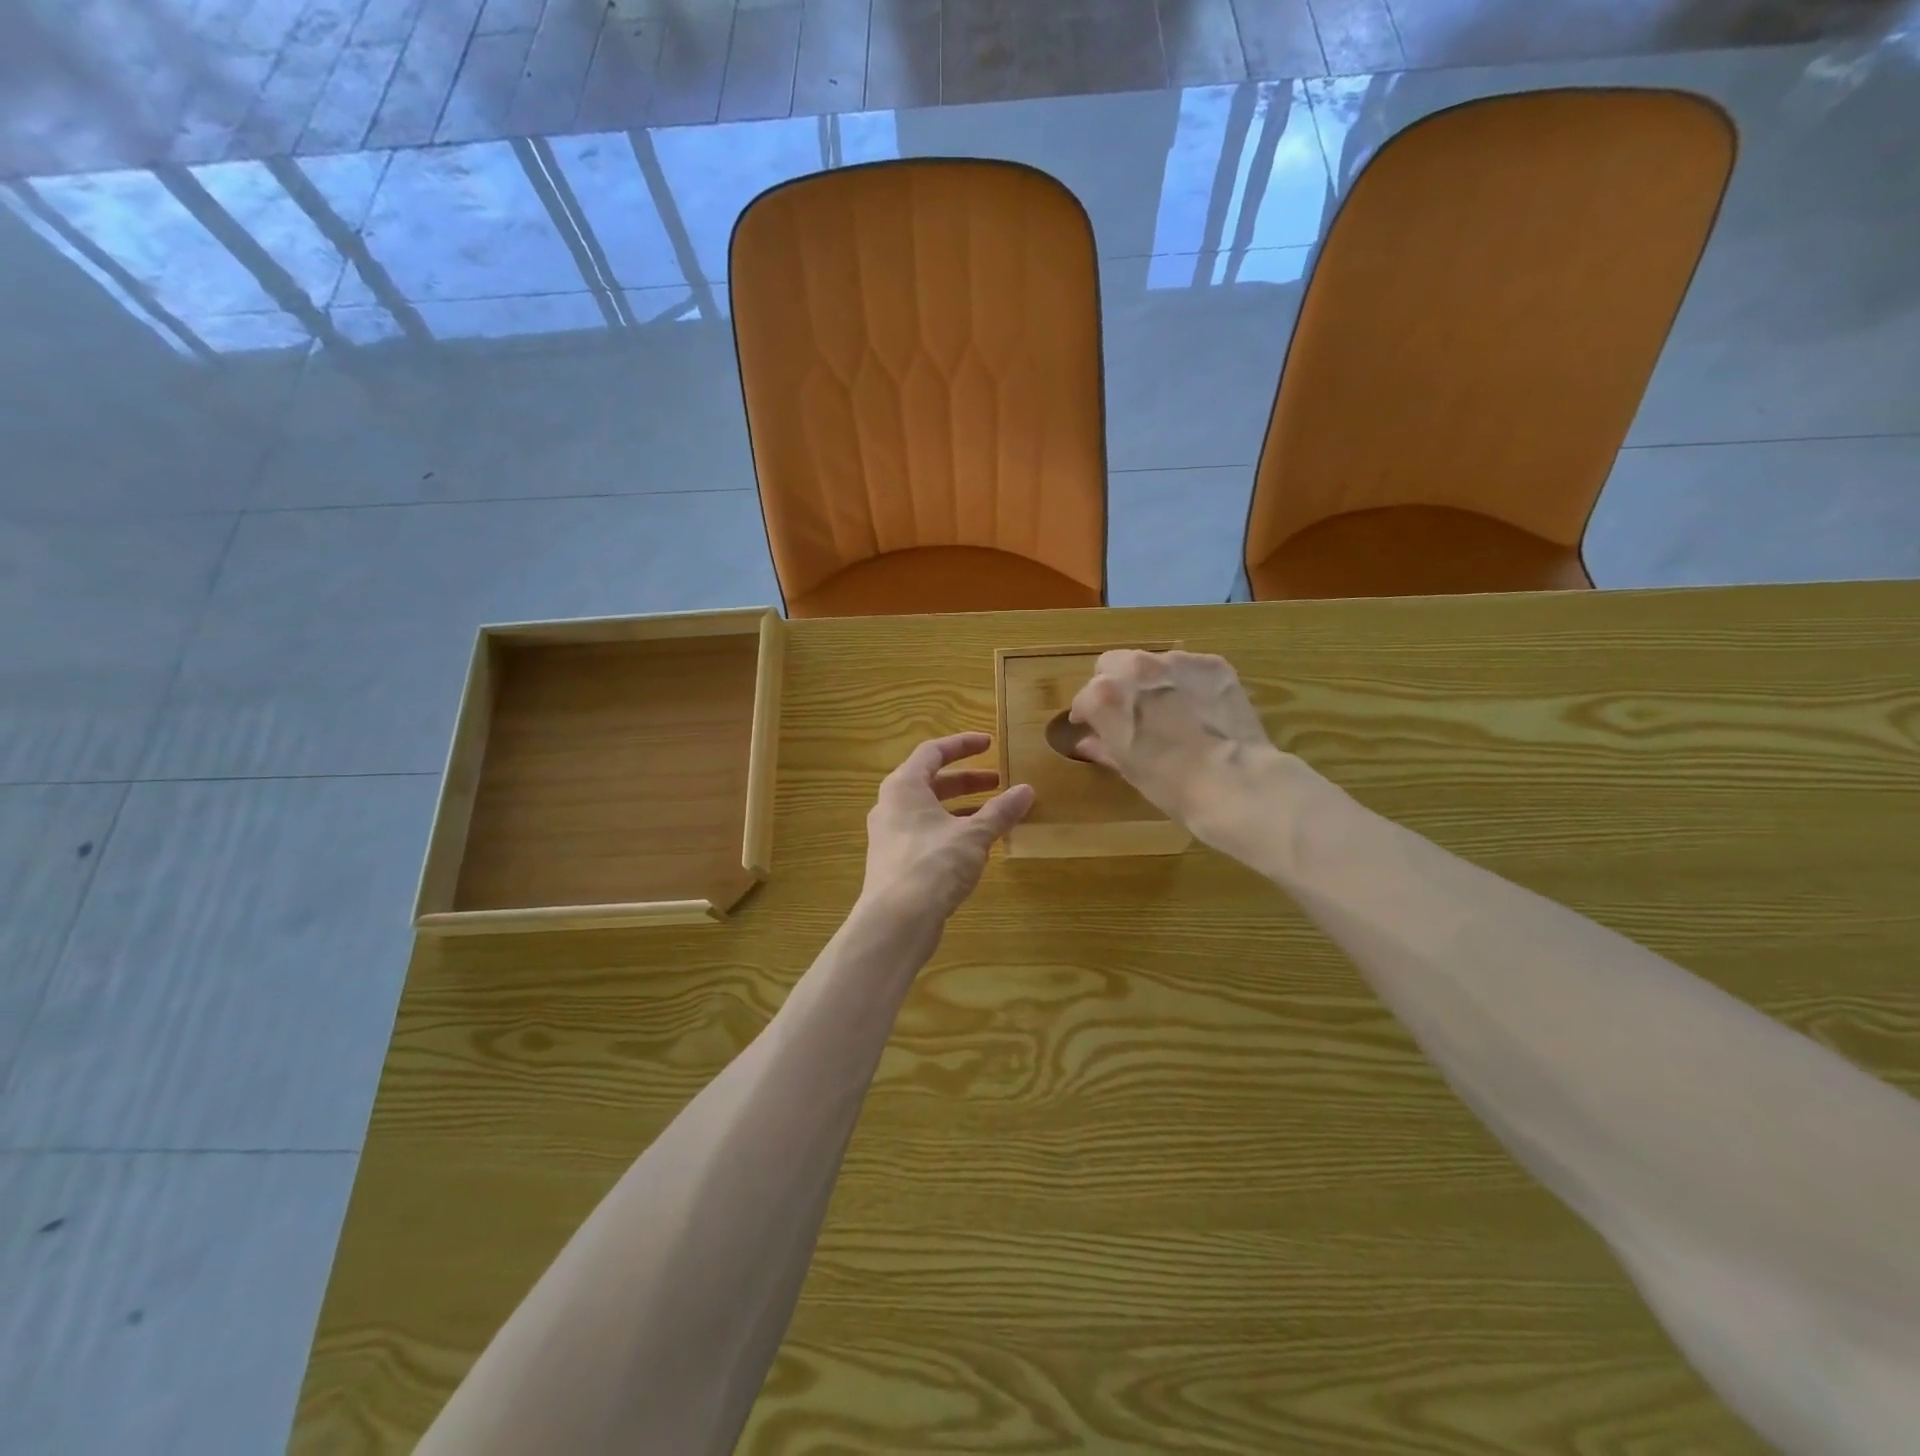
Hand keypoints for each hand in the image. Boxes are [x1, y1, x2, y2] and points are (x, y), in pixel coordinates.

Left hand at [860, 733, 1034, 926]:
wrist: (896, 921)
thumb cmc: (933, 865)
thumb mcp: (974, 835)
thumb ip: (1000, 811)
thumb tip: (1027, 791)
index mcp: (904, 786)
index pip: (933, 752)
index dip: (963, 745)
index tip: (990, 743)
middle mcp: (892, 805)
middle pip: (932, 781)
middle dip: (967, 780)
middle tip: (999, 781)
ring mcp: (891, 835)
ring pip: (930, 810)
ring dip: (961, 808)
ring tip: (994, 813)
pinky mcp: (896, 862)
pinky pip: (927, 834)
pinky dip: (952, 830)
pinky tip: (976, 846)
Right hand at [1068, 650, 1283, 847]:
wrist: (1233, 782)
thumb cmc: (1170, 784)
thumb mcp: (1128, 768)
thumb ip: (1103, 745)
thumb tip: (1088, 741)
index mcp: (1105, 696)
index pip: (1085, 698)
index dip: (1088, 715)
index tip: (1094, 728)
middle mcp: (1136, 668)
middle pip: (1112, 664)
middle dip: (1114, 683)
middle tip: (1129, 711)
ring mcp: (1177, 662)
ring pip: (1152, 662)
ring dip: (1152, 681)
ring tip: (1169, 709)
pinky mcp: (1212, 664)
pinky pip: (1189, 668)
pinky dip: (1188, 683)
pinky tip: (1200, 708)